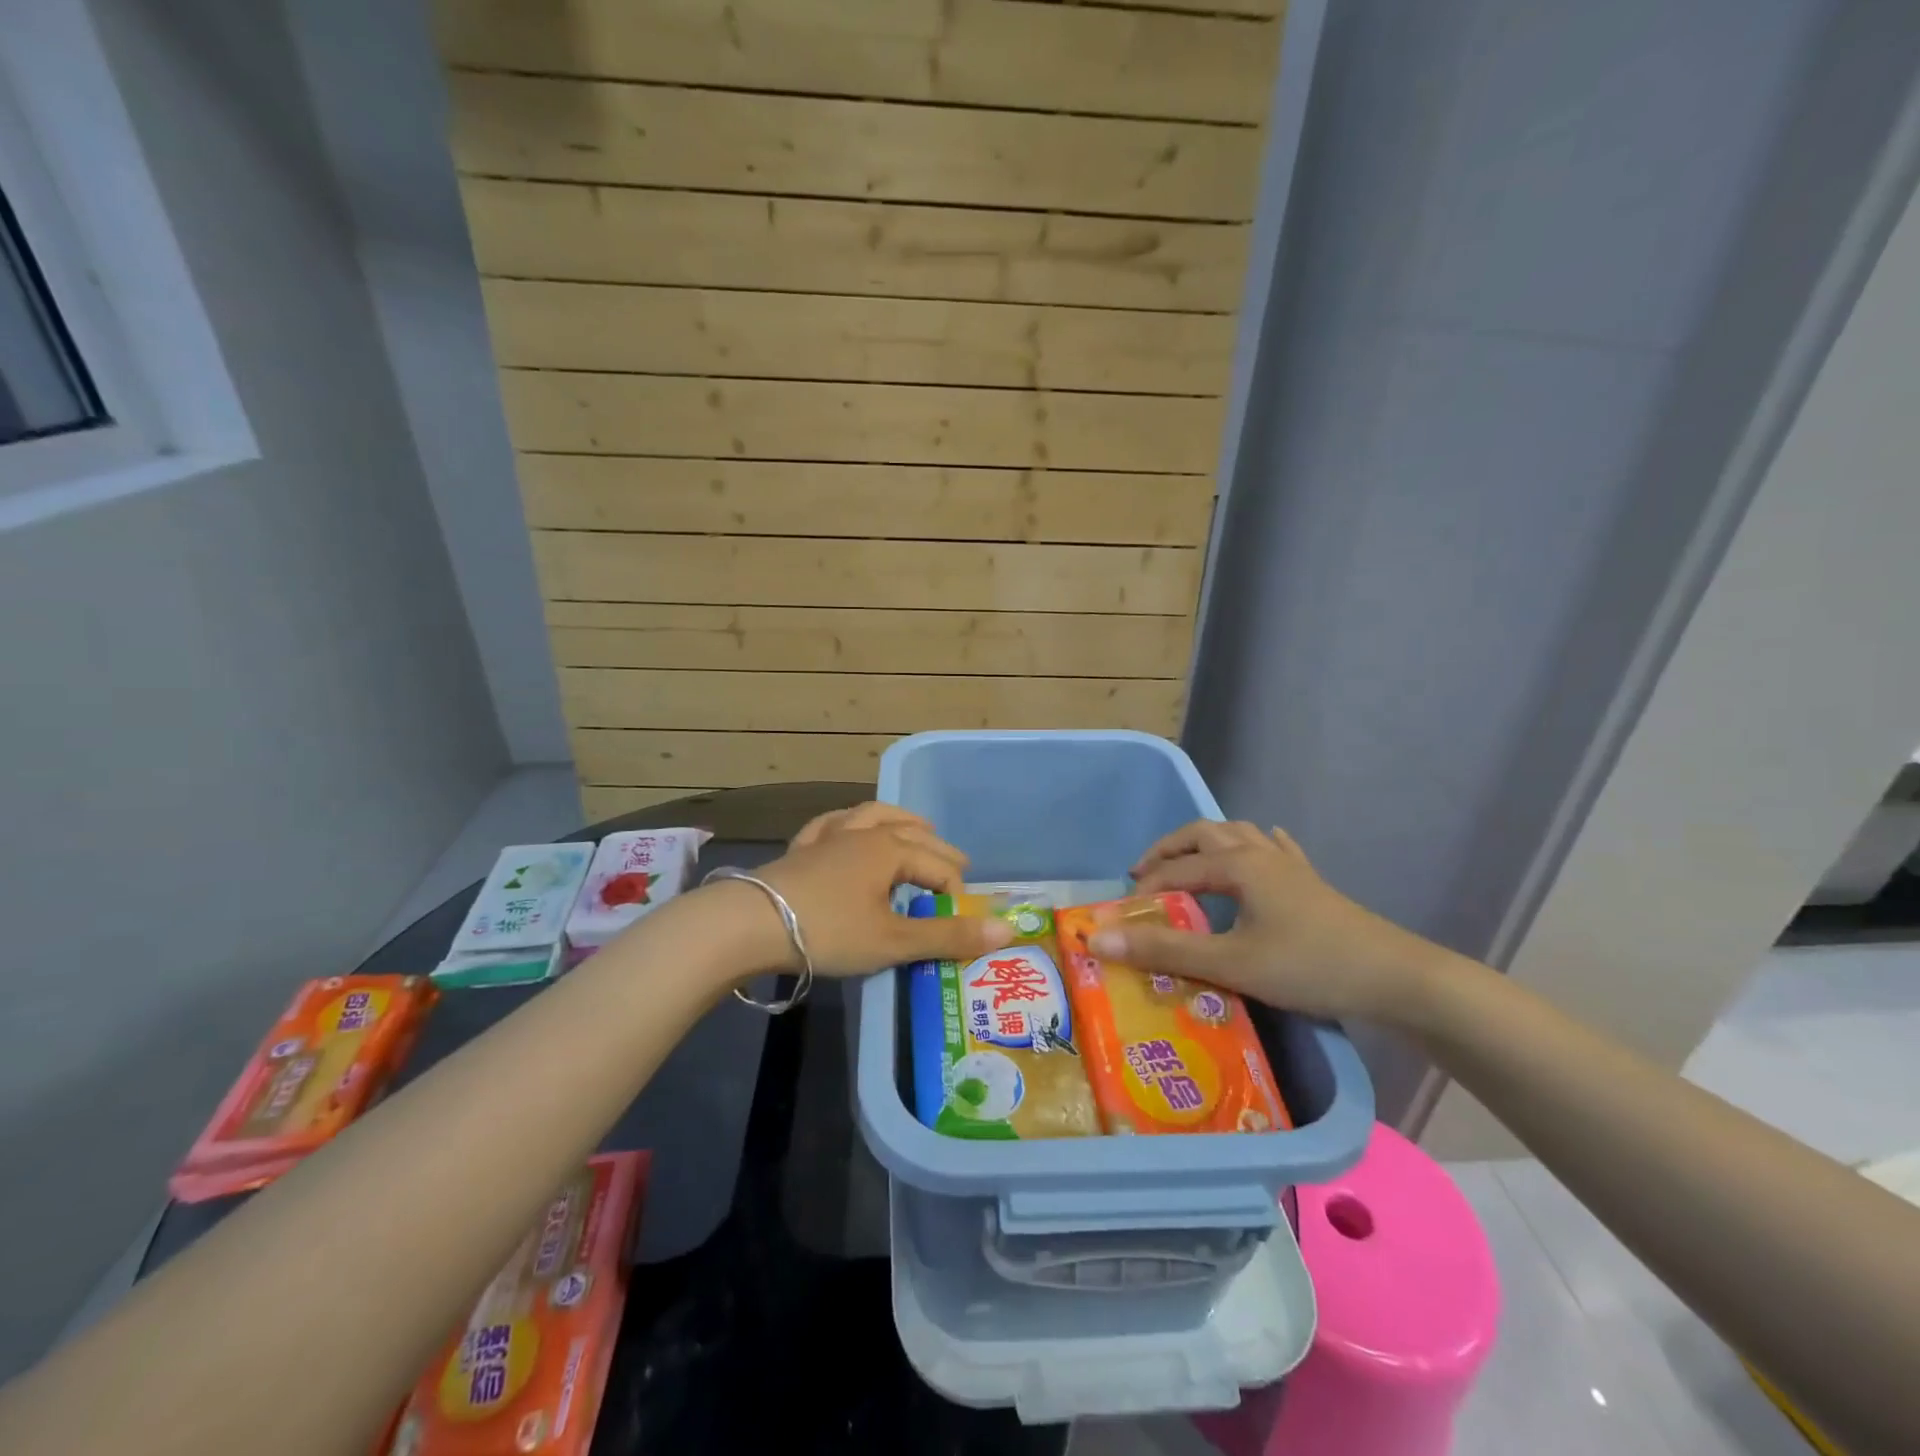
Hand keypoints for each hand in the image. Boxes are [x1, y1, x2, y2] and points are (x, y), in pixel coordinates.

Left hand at [754, 803, 1013, 976]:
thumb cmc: (828, 931)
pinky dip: (850, 824)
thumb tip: (1008, 929)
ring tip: (915, 828)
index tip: (962, 919)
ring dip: (899, 821)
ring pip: (873, 816)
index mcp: (890, 848)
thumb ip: (949, 936)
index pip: (939, 865)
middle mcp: (863, 832)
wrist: (749, 925)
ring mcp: (828, 836)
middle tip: (955, 869)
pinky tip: (847, 828)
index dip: (956, 892)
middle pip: (912, 832)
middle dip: (937, 850)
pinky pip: (832, 825)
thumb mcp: (894, 941)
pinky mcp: (800, 848)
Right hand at [1089, 820, 1442, 1021]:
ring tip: (1187, 864)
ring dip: (1205, 844)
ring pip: (1238, 835)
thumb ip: (1163, 950)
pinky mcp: (1311, 884)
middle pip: (1203, 834)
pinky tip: (1261, 848)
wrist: (1395, 979)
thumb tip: (1099, 940)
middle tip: (1143, 876)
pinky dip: (1256, 845)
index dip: (1144, 890)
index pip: (1175, 869)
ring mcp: (1290, 866)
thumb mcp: (1229, 963)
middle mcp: (1259, 853)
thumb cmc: (1307, 966)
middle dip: (1168, 851)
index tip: (1121, 917)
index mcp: (1237, 865)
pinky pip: (1277, 850)